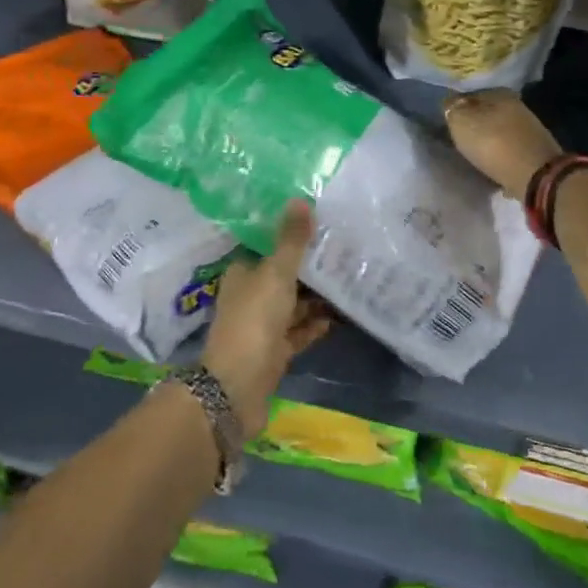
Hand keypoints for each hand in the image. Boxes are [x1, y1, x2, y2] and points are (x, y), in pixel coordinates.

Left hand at [200, 202, 327, 436]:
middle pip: (284, 275)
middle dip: (310, 267)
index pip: (268, 247)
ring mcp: (262, 326)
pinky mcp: (275, 352)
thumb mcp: (276, 274)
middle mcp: (250, 295)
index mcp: (243, 272)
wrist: (237, 388)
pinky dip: (315, 323)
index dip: (292, 236)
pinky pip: (299, 331)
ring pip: (293, 304)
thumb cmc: (253, 321)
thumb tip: (300, 199)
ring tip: (350, 279)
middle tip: (346, 251)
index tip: (322, 225)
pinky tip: (339, 315)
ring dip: (316, 296)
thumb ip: (291, 240)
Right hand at [443, 89, 561, 197]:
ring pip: (499, 130)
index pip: (471, 94)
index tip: (449, 121)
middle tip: (459, 137)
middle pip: (487, 112)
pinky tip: (492, 164)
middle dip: (474, 123)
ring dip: (488, 139)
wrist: (534, 175)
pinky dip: (500, 155)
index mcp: (499, 93)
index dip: (458, 107)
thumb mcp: (460, 122)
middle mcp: (517, 105)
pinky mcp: (535, 151)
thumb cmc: (492, 143)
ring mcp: (529, 129)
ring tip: (474, 152)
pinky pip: (510, 149)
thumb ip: (452, 109)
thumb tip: (450, 102)